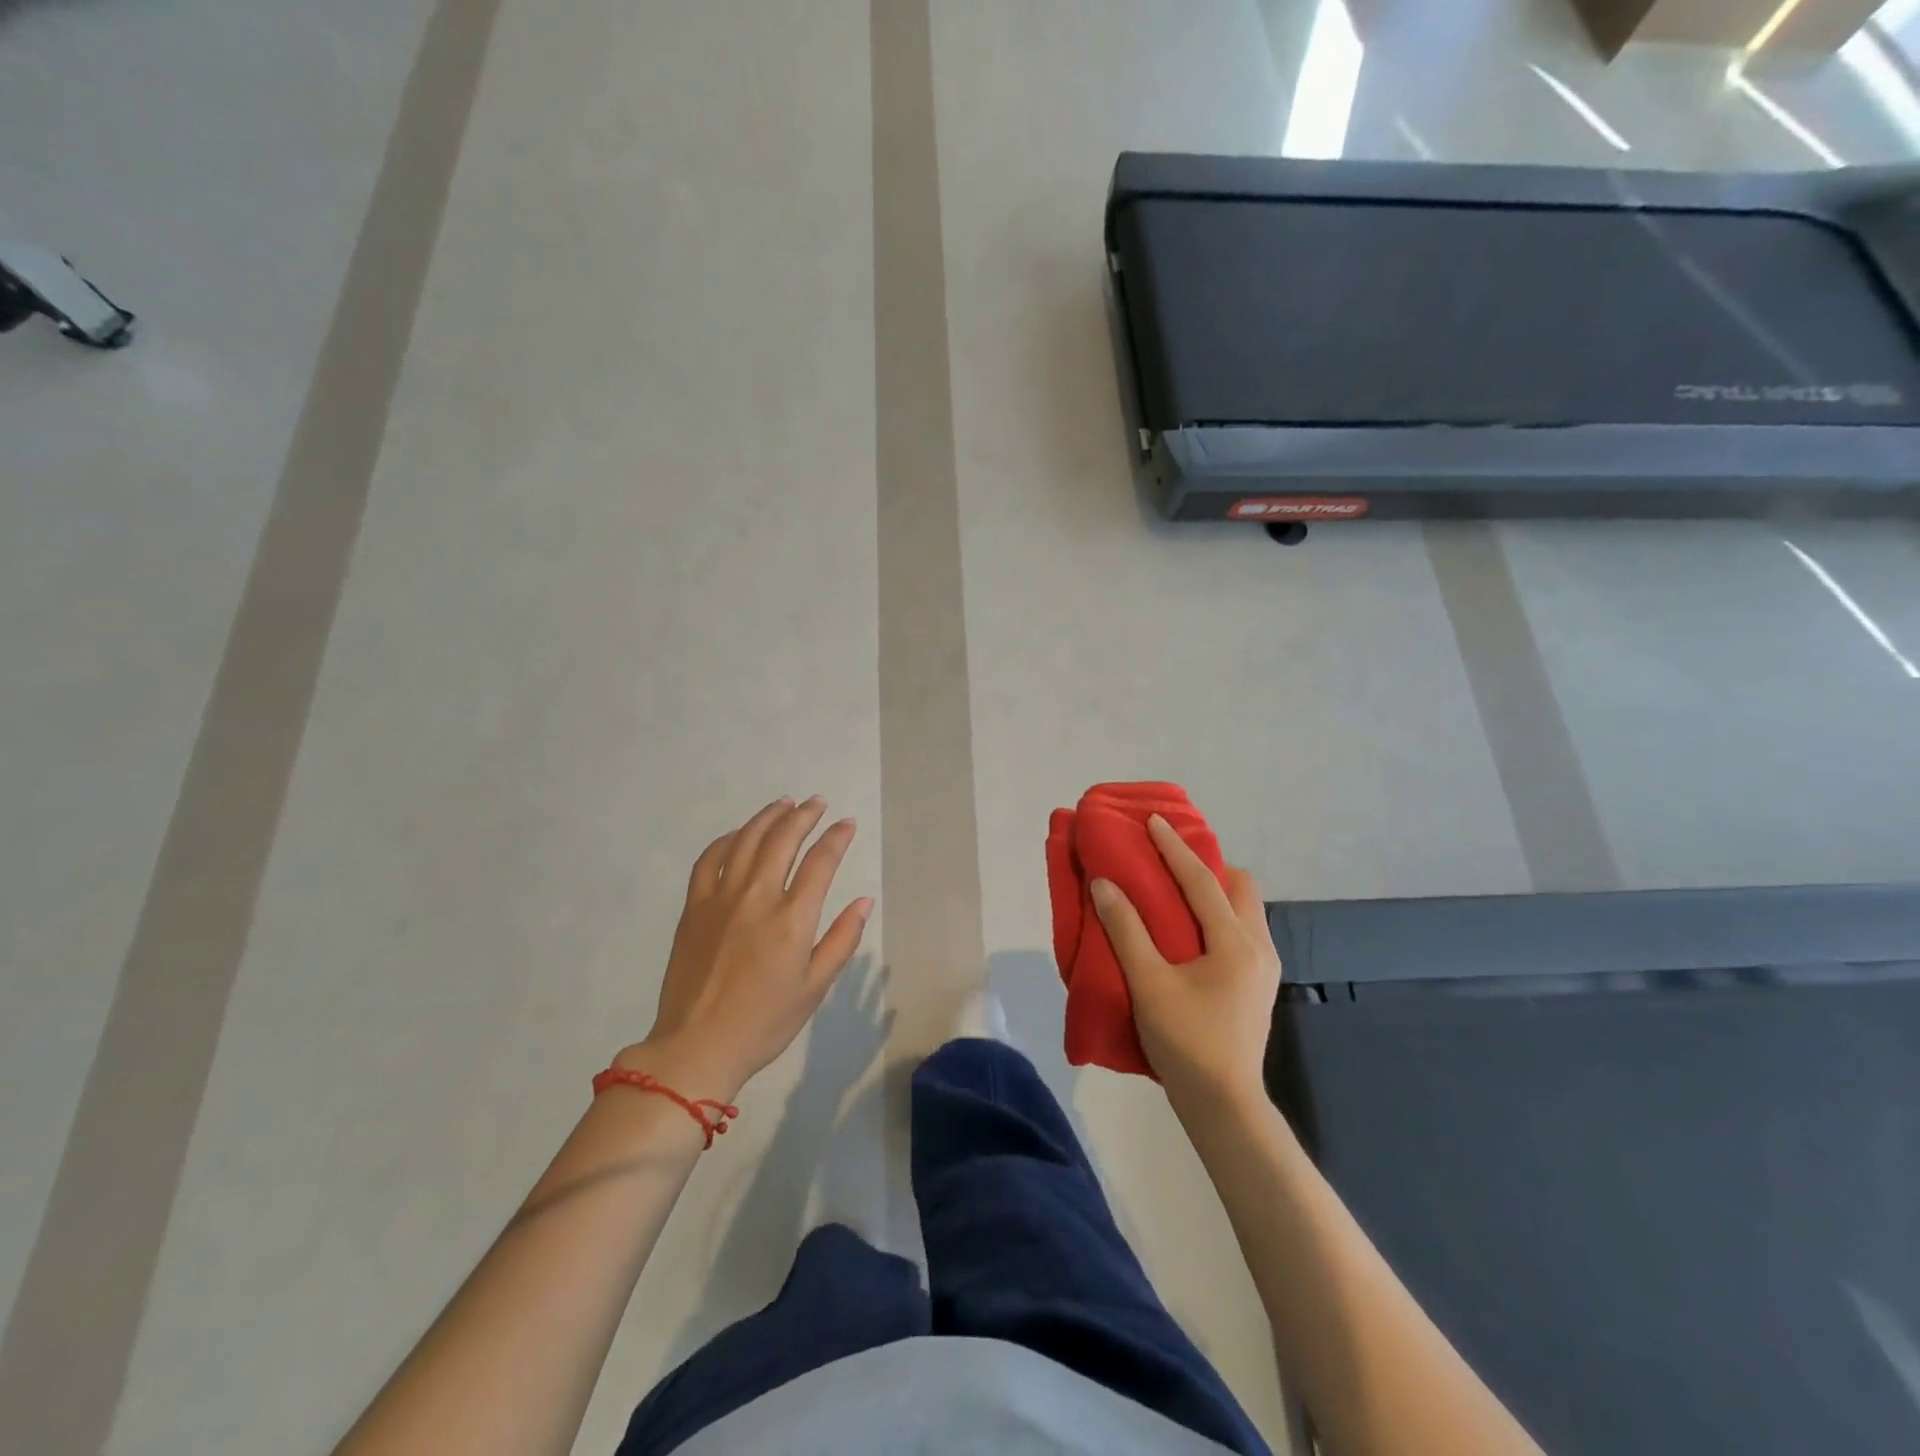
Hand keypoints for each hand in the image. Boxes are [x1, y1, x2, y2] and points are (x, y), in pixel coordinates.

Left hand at [621, 797, 873, 1098]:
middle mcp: (757, 897)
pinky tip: (739, 834)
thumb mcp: (815, 987)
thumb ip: (841, 939)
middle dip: (804, 815)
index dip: (837, 837)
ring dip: (768, 817)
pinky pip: (709, 859)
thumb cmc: (764, 1022)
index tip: (847, 824)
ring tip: (784, 804)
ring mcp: (721, 898)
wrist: (697, 1046)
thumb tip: (864, 901)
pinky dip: (727, 839)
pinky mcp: (694, 906)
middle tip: (817, 803)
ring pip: (746, 840)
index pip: (821, 861)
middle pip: (783, 839)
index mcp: (792, 918)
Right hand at [1091, 814, 1280, 1116]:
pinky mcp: (1257, 984)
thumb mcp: (1149, 984)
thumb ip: (1126, 931)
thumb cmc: (1186, 1042)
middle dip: (1207, 867)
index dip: (1175, 848)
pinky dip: (1217, 915)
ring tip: (1176, 894)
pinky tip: (1189, 933)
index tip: (1154, 821)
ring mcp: (1263, 967)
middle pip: (1240, 887)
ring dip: (1213, 891)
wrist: (1224, 1105)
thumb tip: (1104, 885)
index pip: (1203, 881)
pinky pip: (1241, 929)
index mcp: (1235, 943)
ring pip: (1244, 909)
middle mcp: (1259, 947)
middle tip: (1169, 865)